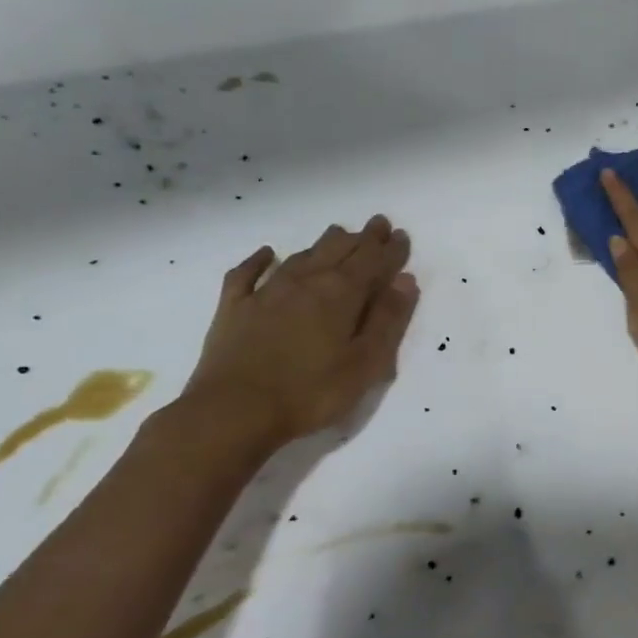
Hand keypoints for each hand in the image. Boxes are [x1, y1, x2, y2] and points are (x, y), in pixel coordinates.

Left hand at [182, 216, 419, 449]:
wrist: (232, 413)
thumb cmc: (311, 393)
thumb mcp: (365, 363)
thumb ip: (388, 319)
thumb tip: (405, 281)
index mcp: (341, 294)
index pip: (373, 261)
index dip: (390, 249)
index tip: (401, 235)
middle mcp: (305, 282)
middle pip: (339, 250)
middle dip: (362, 237)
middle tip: (377, 224)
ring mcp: (265, 292)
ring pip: (301, 256)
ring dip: (323, 243)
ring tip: (337, 233)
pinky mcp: (234, 308)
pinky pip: (247, 273)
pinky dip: (259, 260)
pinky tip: (267, 253)